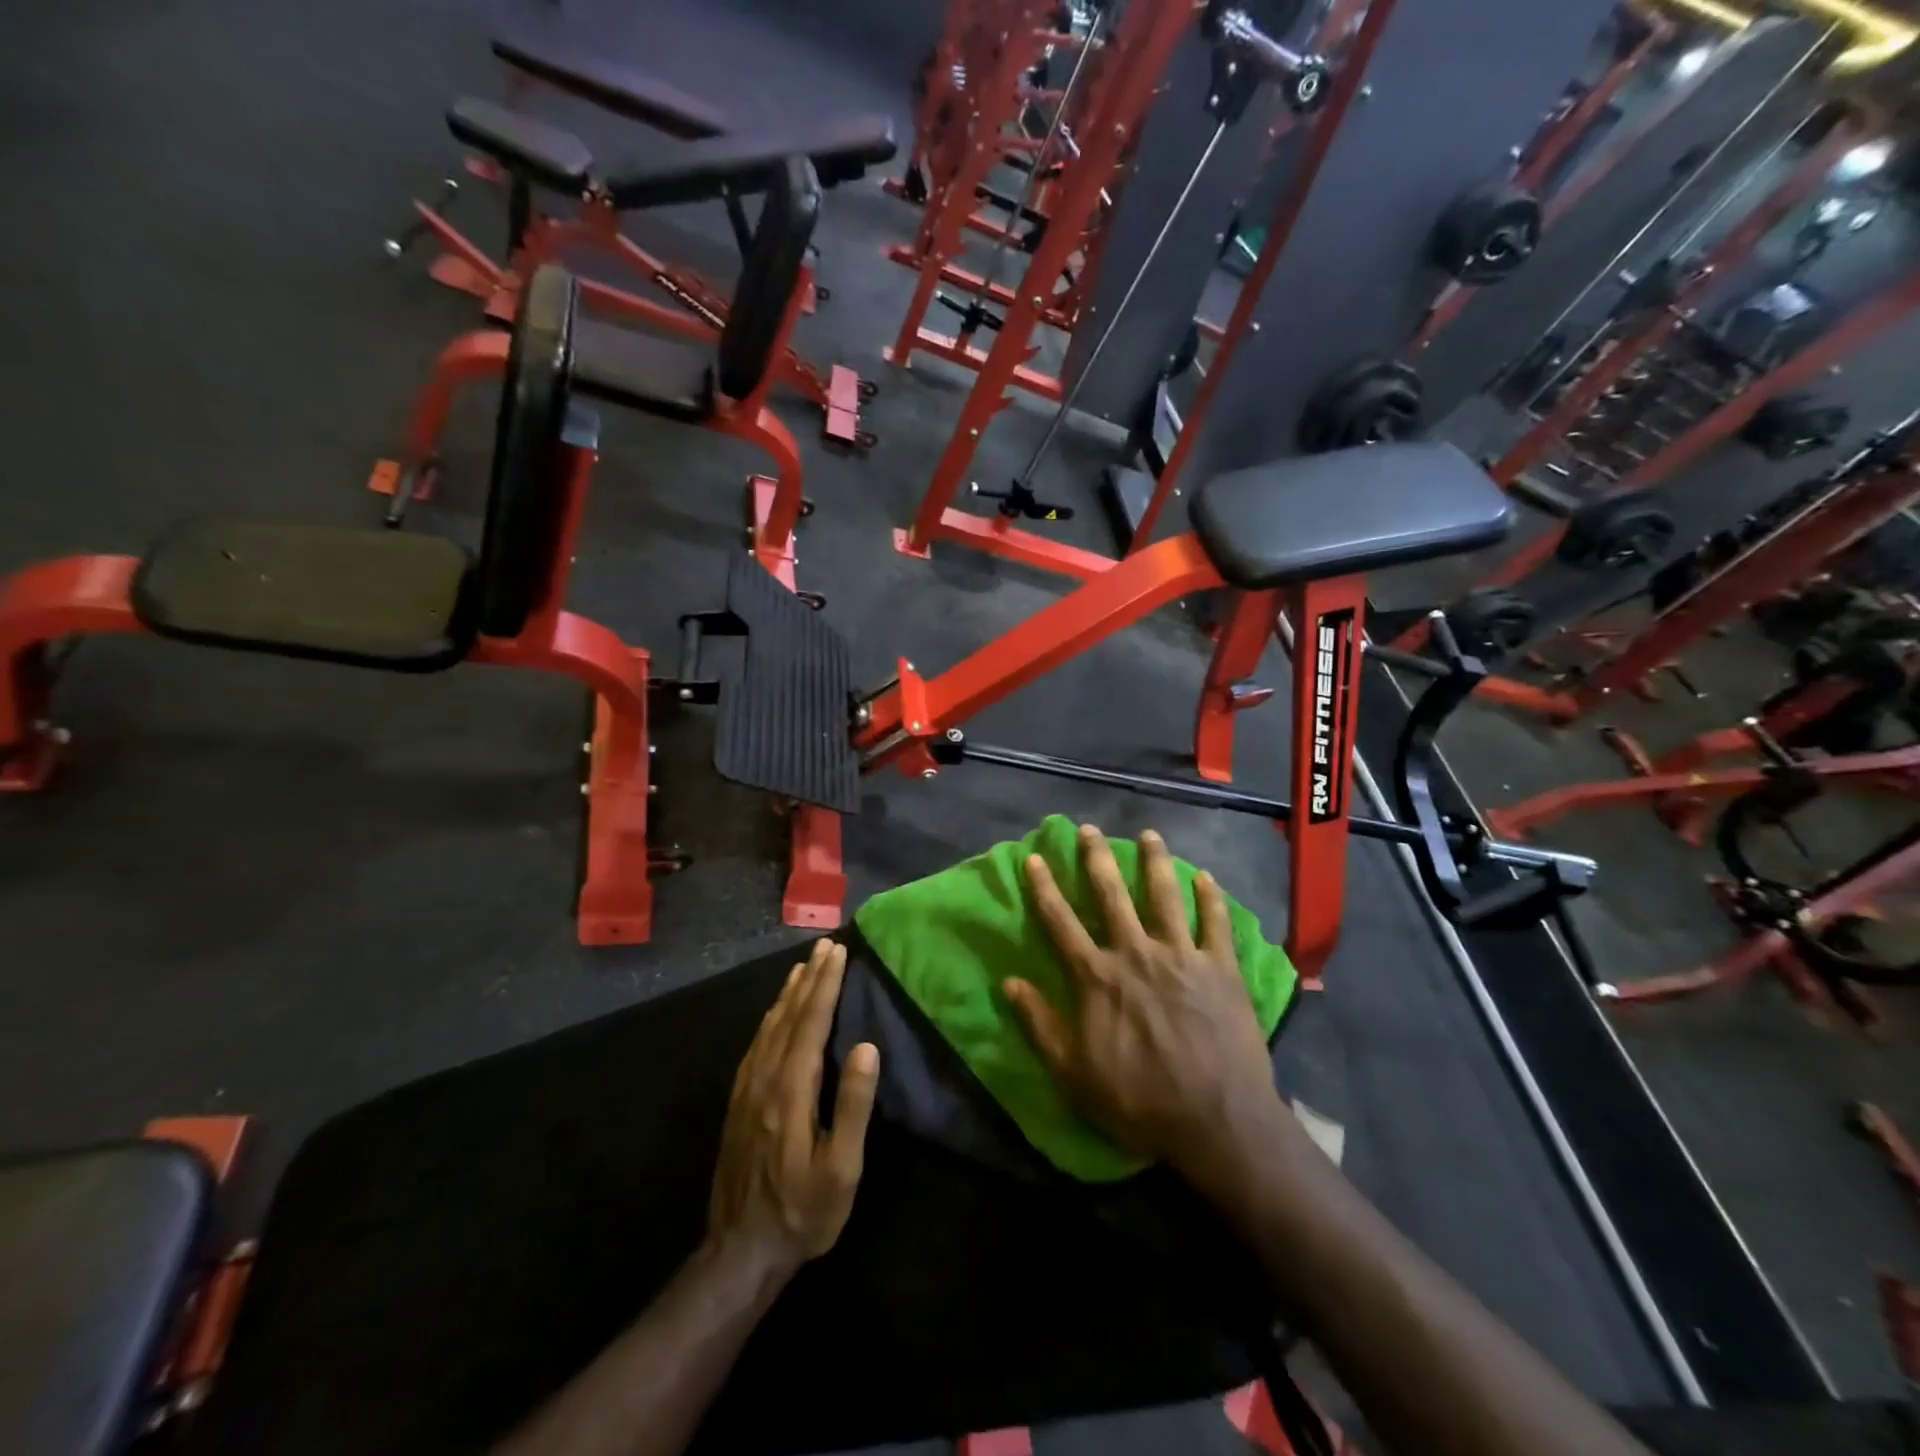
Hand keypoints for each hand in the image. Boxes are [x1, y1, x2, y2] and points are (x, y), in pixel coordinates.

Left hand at [707, 939, 879, 1278]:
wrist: (739, 1252)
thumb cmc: (803, 1212)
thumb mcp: (841, 1169)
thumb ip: (854, 1106)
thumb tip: (867, 1047)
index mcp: (792, 1090)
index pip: (812, 1023)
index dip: (826, 985)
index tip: (839, 952)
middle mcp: (765, 1079)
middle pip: (790, 1016)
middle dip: (810, 978)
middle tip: (825, 946)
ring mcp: (747, 1089)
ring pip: (769, 1026)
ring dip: (789, 993)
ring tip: (803, 966)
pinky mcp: (738, 1102)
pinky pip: (756, 1044)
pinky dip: (770, 1018)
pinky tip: (776, 1012)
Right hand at [1004, 825, 1283, 1186]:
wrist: (1217, 1123)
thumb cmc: (1138, 1101)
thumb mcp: (1073, 1074)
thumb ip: (1040, 1024)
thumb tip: (1008, 983)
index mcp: (1098, 977)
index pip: (1061, 922)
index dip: (1044, 888)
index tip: (1033, 858)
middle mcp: (1136, 953)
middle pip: (1112, 896)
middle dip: (1097, 859)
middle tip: (1089, 829)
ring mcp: (1182, 957)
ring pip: (1165, 896)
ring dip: (1155, 862)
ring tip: (1149, 835)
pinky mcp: (1221, 969)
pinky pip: (1216, 924)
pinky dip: (1211, 898)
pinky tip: (1206, 877)